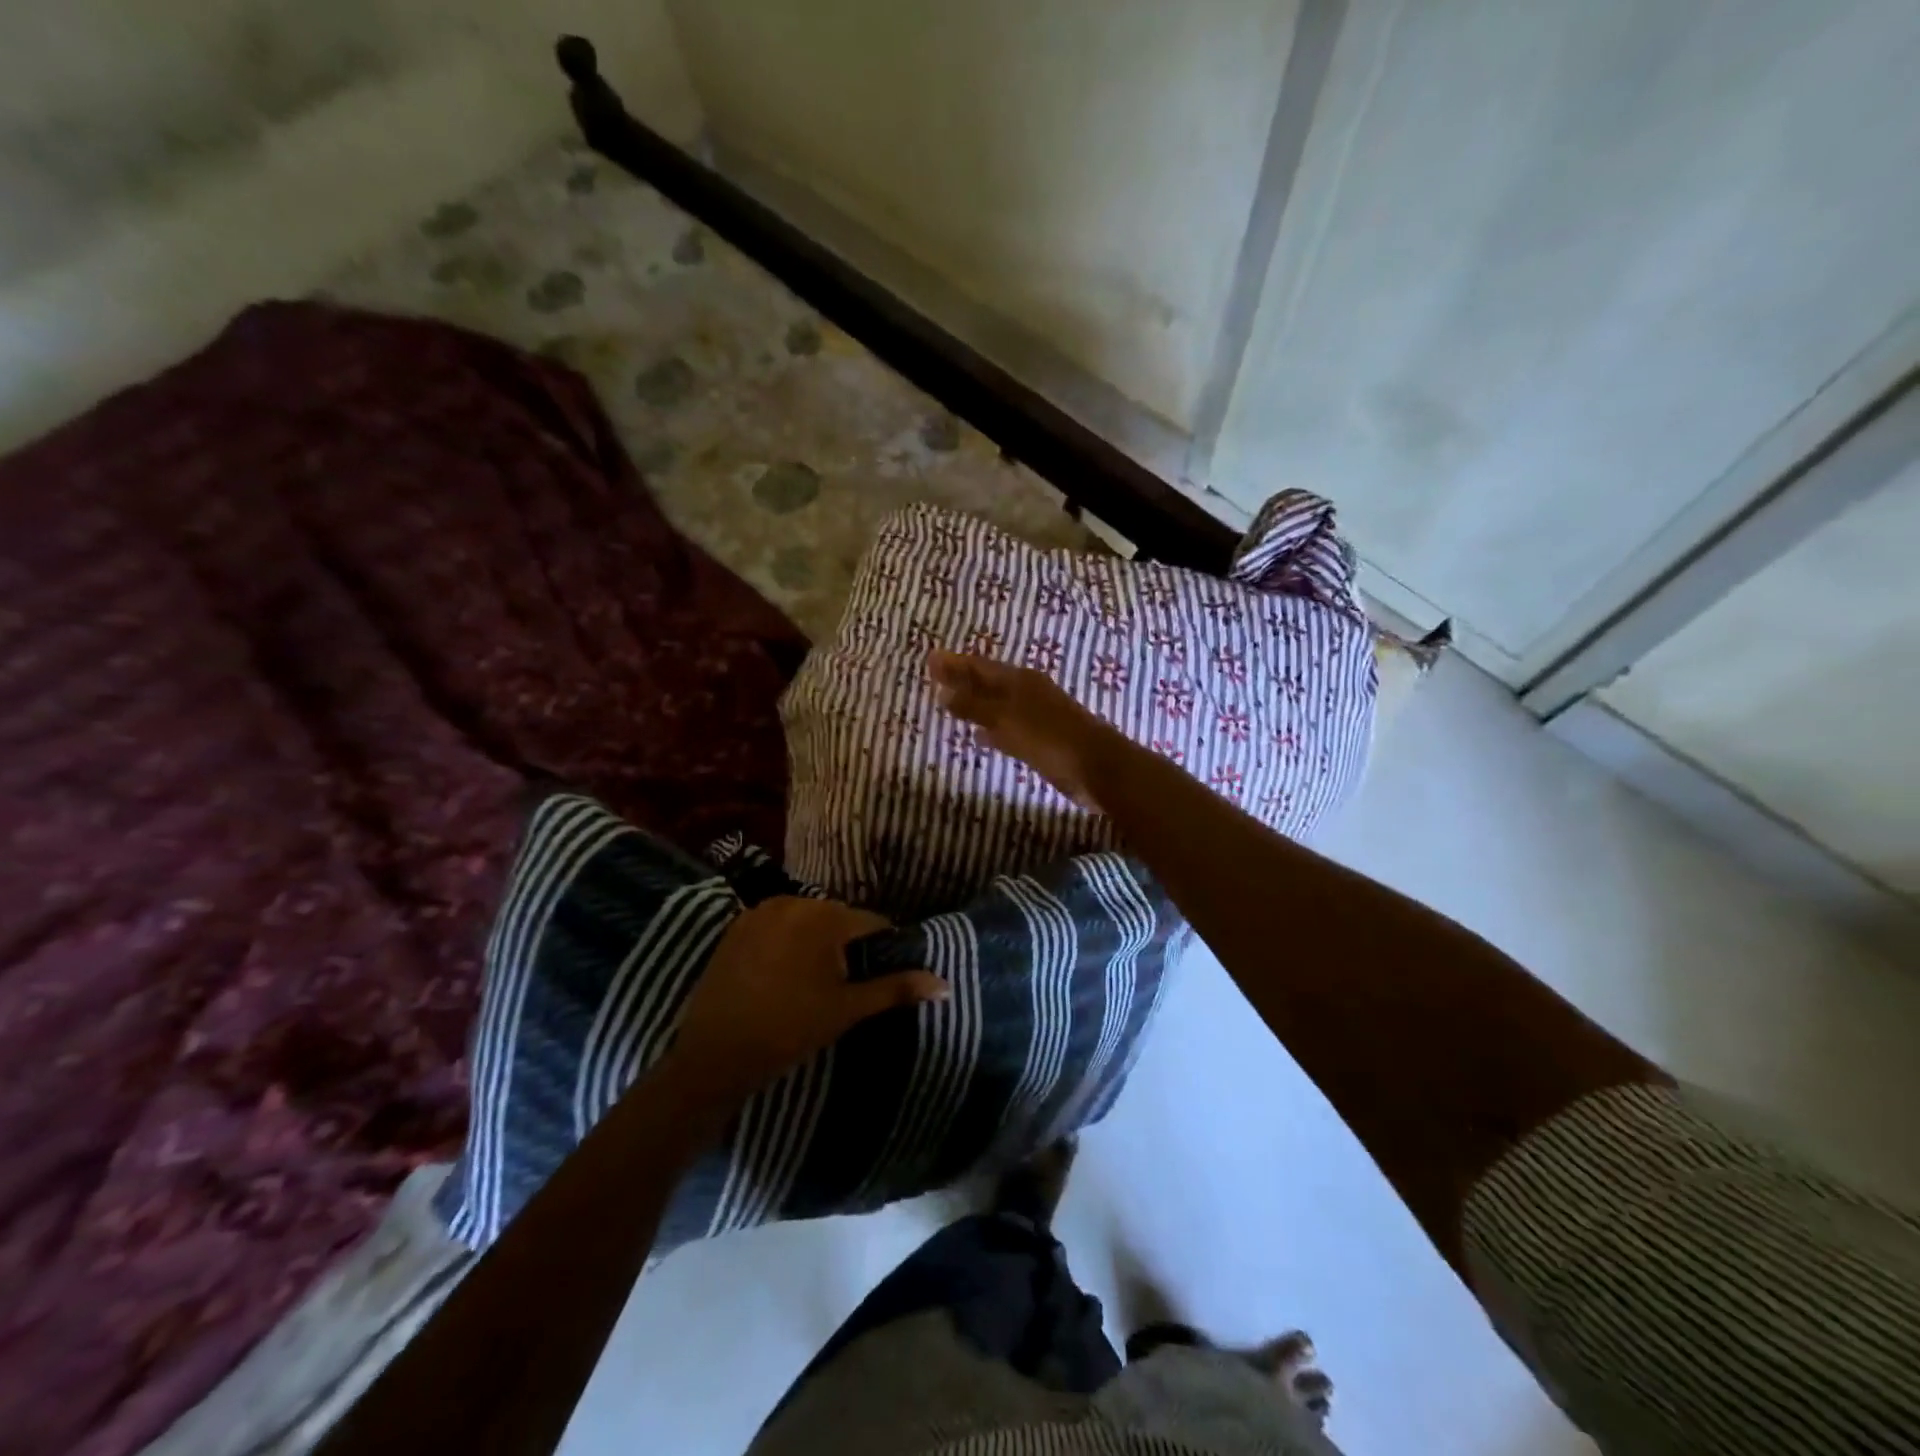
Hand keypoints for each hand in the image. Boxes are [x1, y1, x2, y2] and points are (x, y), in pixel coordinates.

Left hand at [671, 897, 946, 1099]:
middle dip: (847, 943)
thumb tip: (945, 984)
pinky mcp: (736, 925)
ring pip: (806, 919)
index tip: (880, 973)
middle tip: (845, 983)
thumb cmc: (789, 1029)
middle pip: (837, 917)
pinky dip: (787, 941)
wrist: (714, 1054)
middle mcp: (794, 901)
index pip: (871, 922)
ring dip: (816, 940)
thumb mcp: (848, 1009)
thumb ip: (896, 988)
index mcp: (825, 916)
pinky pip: (777, 925)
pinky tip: (781, 974)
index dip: (882, 947)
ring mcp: (761, 910)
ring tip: (813, 980)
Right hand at [928, 649, 1120, 809]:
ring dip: (975, 703)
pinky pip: (1007, 728)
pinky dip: (991, 728)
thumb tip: (942, 690)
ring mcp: (1036, 716)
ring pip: (997, 704)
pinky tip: (980, 737)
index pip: (979, 666)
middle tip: (935, 676)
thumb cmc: (1050, 738)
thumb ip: (974, 706)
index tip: (929, 659)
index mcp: (1019, 680)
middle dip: (962, 679)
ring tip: (949, 703)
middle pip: (988, 682)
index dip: (954, 663)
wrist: (1097, 767)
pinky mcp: (1041, 740)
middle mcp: (1027, 692)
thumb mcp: (1007, 719)